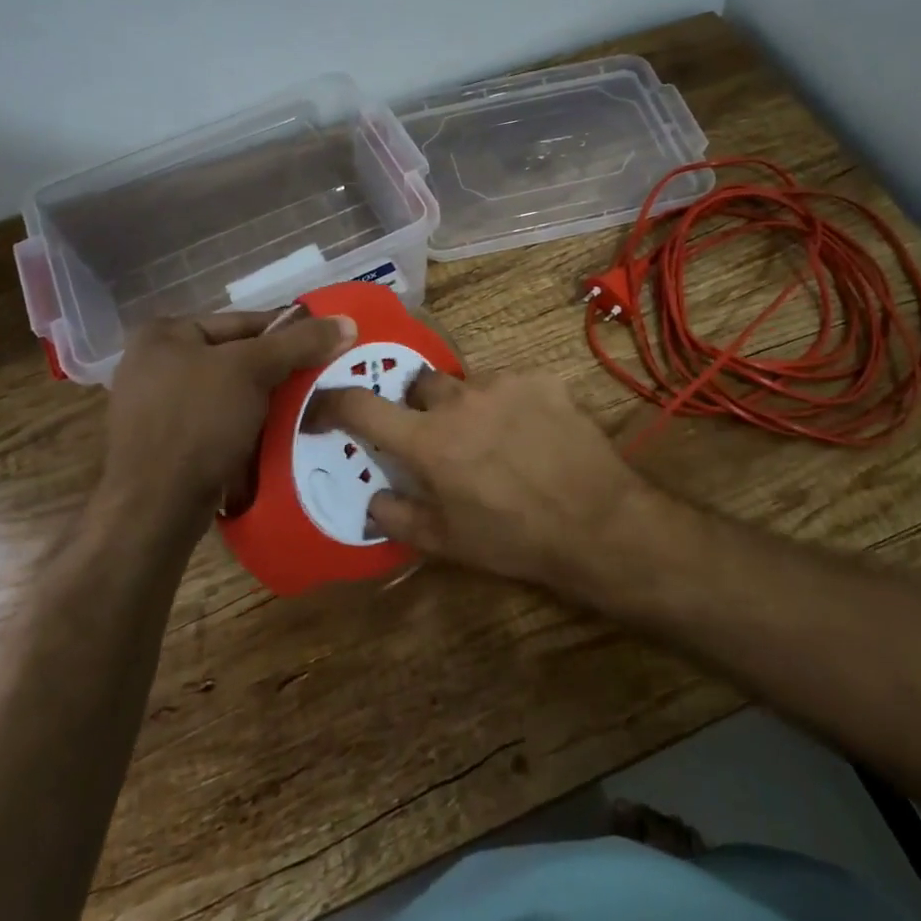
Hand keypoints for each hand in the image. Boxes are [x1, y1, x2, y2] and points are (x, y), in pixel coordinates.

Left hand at [104, 309, 355, 524]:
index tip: (327, 345)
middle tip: (322, 379)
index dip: (289, 332)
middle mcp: (154, 364)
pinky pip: (220, 423)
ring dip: (268, 402)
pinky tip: (279, 435)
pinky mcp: (168, 445)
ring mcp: (158, 407)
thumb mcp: (253, 370)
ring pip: (231, 393)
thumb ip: (300, 343)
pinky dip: (249, 426)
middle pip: (237, 357)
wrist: (155, 509)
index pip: (243, 321)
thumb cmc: (198, 421)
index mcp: (165, 334)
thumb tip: (347, 321)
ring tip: (308, 409)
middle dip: (279, 371)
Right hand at [311, 369, 658, 596]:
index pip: (362, 406)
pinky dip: (510, 403)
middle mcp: (459, 400)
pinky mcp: (541, 379)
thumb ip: (399, 516)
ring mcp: (503, 383)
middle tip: (438, 436)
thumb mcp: (448, 542)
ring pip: (468, 383)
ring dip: (469, 406)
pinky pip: (511, 383)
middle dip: (419, 406)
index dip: (334, 403)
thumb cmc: (514, 538)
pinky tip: (532, 432)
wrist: (597, 521)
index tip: (324, 407)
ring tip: (494, 438)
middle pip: (419, 384)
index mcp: (428, 440)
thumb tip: (373, 499)